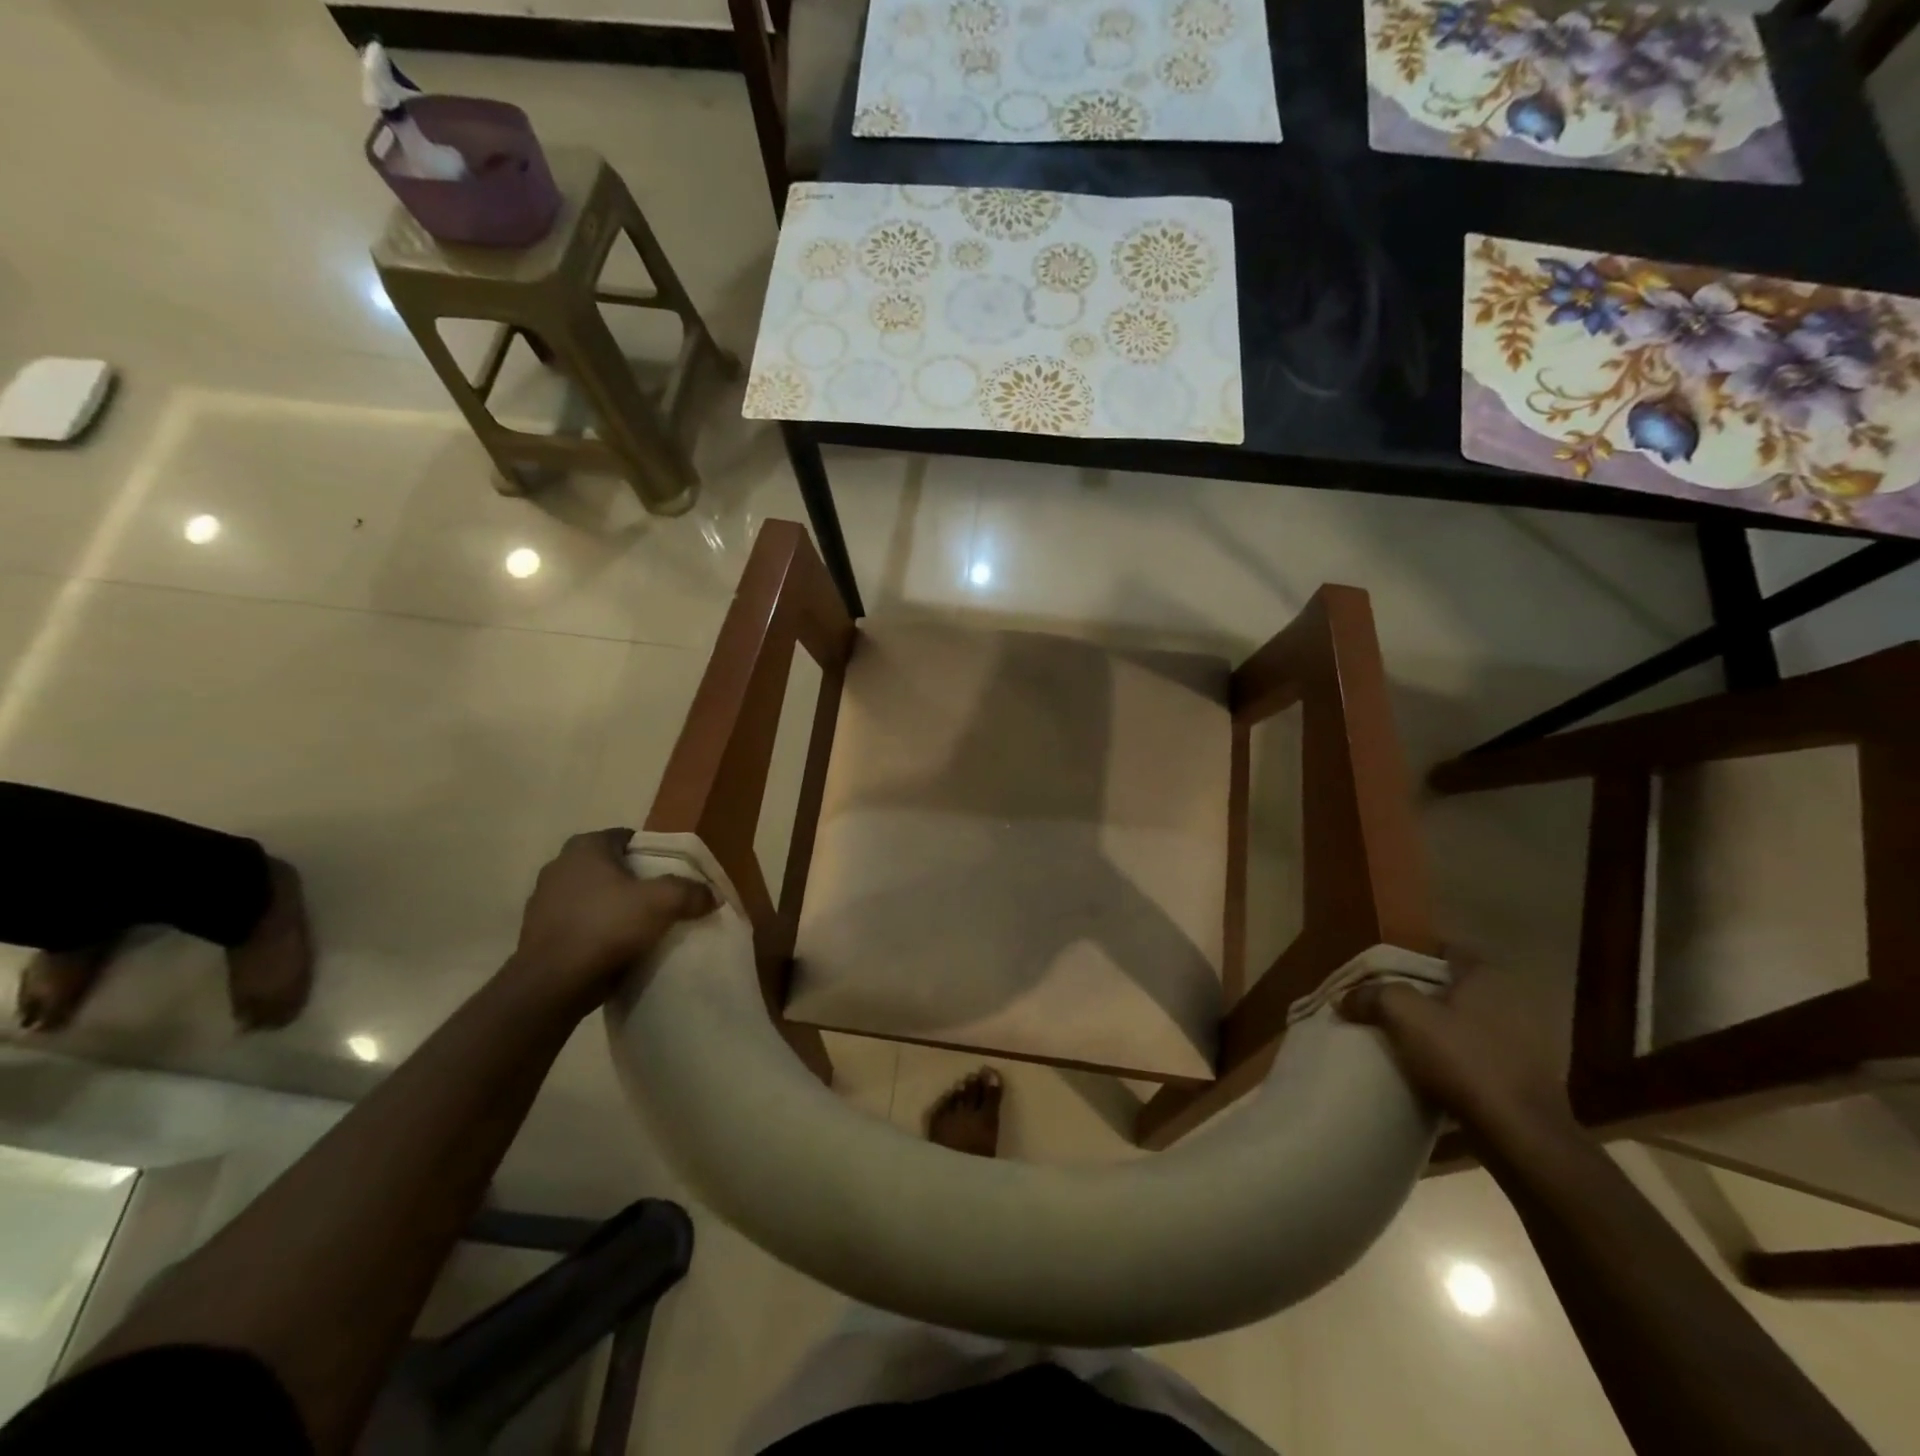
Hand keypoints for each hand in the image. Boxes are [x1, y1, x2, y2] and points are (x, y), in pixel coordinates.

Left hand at [508, 829, 714, 1014]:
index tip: (670, 874)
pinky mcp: (537, 932)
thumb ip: (690, 892)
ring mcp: (543, 899)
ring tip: (639, 926)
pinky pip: (577, 922)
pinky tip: (614, 946)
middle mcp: (559, 865)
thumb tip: (712, 895)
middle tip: (659, 900)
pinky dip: (595, 929)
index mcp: (585, 847)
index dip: (652, 854)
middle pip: (610, 866)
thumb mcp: (662, 903)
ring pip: (591, 895)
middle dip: (632, 880)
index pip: (627, 838)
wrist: (553, 984)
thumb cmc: (606, 927)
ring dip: (612, 906)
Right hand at [1338, 959, 1575, 1139]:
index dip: (1410, 959)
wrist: (1520, 1132)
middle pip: (1453, 987)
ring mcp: (1525, 1039)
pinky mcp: (1526, 1074)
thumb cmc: (1462, 1058)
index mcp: (1486, 975)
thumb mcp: (1403, 1014)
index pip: (1443, 950)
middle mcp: (1512, 999)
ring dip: (1438, 1029)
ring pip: (1466, 1022)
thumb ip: (1372, 995)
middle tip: (1388, 1008)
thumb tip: (1346, 997)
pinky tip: (1432, 1071)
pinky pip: (1479, 1053)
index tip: (1384, 976)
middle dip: (1422, 996)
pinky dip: (1456, 1057)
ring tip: (1404, 1042)